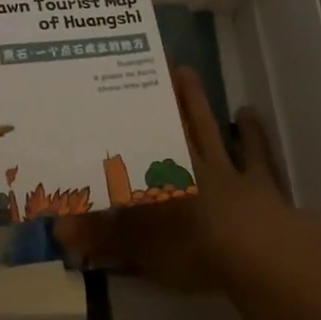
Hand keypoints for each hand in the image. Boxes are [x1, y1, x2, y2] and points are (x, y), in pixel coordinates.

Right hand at [54, 65, 287, 291]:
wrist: (260, 256)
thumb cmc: (193, 249)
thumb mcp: (141, 248)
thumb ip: (102, 236)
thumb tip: (58, 228)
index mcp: (161, 175)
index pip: (137, 141)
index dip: (124, 119)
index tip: (110, 89)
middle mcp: (191, 162)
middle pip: (175, 122)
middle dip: (163, 96)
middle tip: (152, 63)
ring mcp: (228, 169)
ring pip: (208, 126)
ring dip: (197, 101)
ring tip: (188, 71)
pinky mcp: (261, 183)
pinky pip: (255, 152)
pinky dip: (252, 133)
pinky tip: (248, 113)